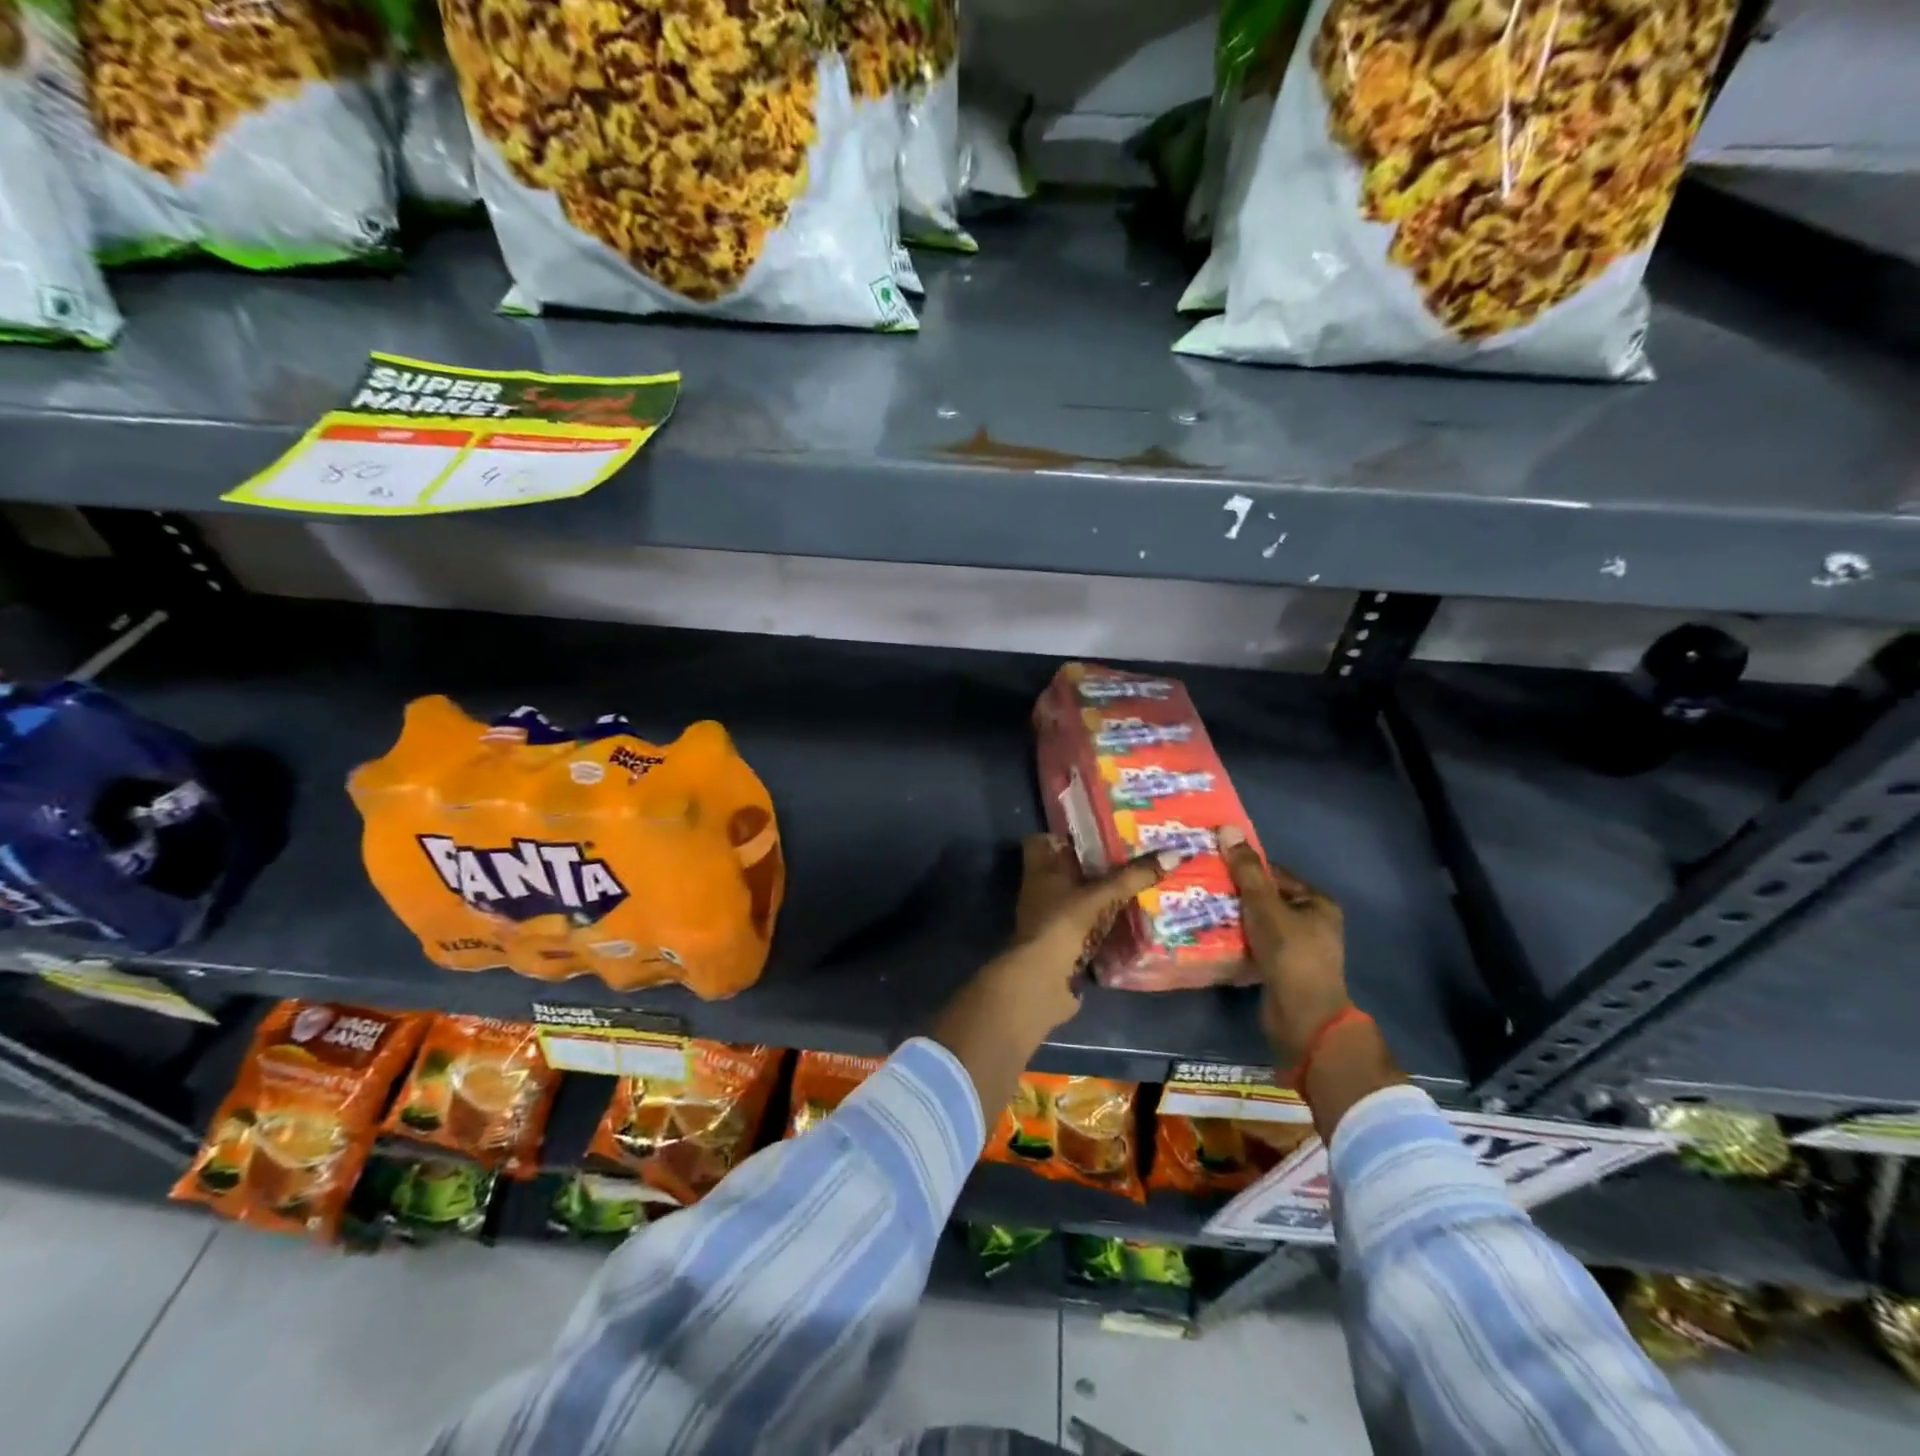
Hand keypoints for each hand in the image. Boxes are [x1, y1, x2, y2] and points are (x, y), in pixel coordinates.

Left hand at [930, 835, 1169, 1120]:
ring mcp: (1050, 922)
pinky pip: (1087, 930)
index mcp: (1041, 870)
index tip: (1098, 832)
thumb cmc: (1063, 924)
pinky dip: (1106, 927)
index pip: (1043, 842)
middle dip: (1096, 868)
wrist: (1041, 982)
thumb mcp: (1101, 894)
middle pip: (1067, 872)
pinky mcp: (1062, 948)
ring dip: (1103, 899)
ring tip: (1140, 888)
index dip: (1065, 835)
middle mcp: (1041, 892)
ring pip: (1078, 902)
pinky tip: (1134, 924)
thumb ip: (1134, 876)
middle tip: (1132, 859)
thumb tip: (1176, 854)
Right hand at [1218, 825, 1350, 1071]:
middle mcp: (1312, 923)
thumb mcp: (1265, 906)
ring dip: (1232, 917)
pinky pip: (1254, 944)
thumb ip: (1246, 870)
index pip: (1276, 873)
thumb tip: (1226, 829)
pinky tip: (1209, 934)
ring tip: (1197, 906)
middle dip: (1234, 893)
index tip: (1211, 861)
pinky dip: (1235, 939)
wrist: (1302, 1017)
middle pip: (1265, 898)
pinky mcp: (1281, 969)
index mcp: (1317, 903)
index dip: (1245, 866)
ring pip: (1257, 922)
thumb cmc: (1290, 954)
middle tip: (1199, 883)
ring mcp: (1297, 948)